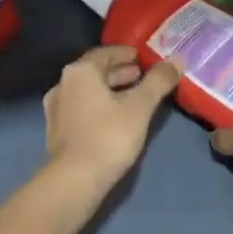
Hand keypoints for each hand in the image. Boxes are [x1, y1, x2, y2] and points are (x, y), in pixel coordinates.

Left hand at [43, 46, 181, 193]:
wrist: (74, 180)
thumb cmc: (108, 136)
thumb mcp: (139, 107)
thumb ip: (158, 82)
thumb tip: (176, 61)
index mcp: (80, 72)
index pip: (104, 53)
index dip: (125, 54)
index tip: (142, 57)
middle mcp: (63, 84)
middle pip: (95, 72)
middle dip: (119, 72)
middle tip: (141, 76)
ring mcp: (56, 109)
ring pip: (87, 91)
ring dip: (109, 90)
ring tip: (132, 97)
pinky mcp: (56, 130)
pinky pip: (81, 108)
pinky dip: (98, 105)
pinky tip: (114, 118)